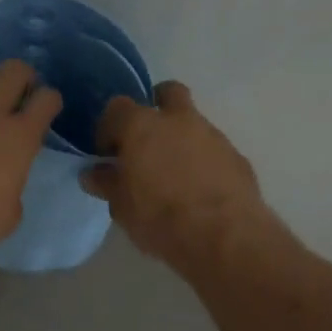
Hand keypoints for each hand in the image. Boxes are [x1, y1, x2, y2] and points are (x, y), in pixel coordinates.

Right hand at [81, 81, 271, 266]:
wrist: (224, 237)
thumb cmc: (161, 218)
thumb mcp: (122, 207)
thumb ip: (107, 183)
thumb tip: (94, 174)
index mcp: (142, 126)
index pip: (116, 108)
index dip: (108, 128)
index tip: (107, 153)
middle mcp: (178, 120)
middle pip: (167, 93)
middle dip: (156, 106)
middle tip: (146, 139)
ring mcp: (212, 135)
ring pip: (193, 122)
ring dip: (181, 138)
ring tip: (173, 174)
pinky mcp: (237, 156)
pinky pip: (213, 149)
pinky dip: (203, 161)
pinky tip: (199, 189)